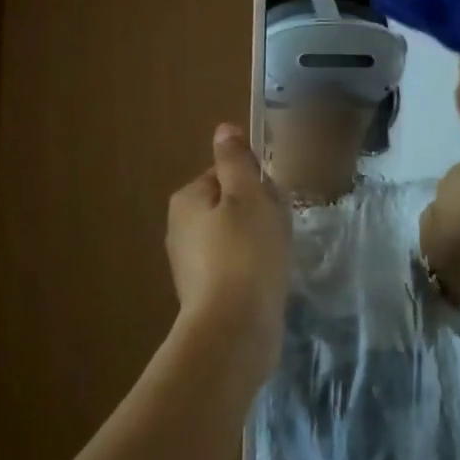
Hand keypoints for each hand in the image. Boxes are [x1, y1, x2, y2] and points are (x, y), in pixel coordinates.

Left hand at [165, 124, 291, 385]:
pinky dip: (253, 267)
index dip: (254, 181)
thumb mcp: (248, 195)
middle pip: (230, 205)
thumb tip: (224, 129)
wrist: (235, 329)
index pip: (225, 173)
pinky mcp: (205, 294)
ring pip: (234, 236)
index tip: (273, 198)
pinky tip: (269, 278)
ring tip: (277, 255)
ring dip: (258, 241)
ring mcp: (191, 265)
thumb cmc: (246, 251)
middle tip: (279, 226)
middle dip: (258, 212)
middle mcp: (180, 229)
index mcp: (187, 199)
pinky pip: (235, 266)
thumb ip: (236, 161)